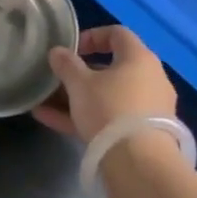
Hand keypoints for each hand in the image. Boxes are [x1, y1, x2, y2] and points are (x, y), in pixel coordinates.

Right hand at [34, 25, 177, 141]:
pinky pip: (110, 118)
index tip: (70, 49)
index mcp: (139, 58)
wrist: (139, 163)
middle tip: (59, 79)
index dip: (91, 36)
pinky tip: (51, 121)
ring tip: (46, 103)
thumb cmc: (109, 109)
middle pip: (112, 68)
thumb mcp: (79, 83)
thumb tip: (57, 52)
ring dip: (78, 98)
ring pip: (109, 96)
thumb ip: (66, 64)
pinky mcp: (143, 134)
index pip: (117, 34)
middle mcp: (150, 79)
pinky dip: (85, 117)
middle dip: (81, 73)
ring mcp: (149, 108)